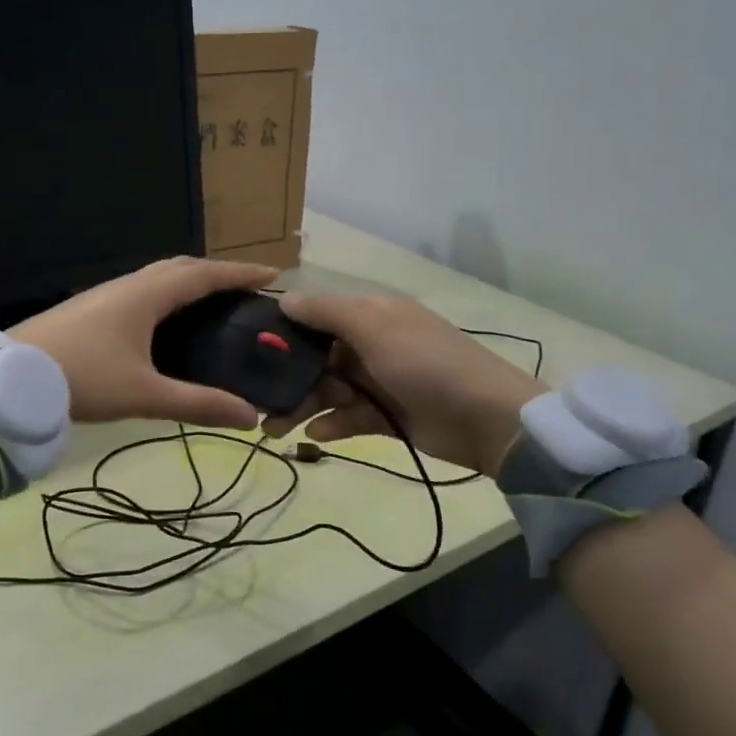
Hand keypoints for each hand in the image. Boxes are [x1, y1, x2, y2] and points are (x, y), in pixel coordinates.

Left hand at [12, 257, 277, 428]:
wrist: (11, 379)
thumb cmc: (83, 379)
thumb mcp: (144, 394)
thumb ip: (197, 404)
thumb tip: (249, 416)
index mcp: (146, 296)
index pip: (203, 275)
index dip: (239, 274)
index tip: (272, 274)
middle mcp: (127, 286)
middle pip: (180, 268)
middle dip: (215, 274)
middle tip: (243, 291)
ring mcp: (104, 294)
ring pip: (155, 277)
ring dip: (187, 282)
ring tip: (210, 304)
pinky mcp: (88, 309)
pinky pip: (139, 290)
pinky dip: (164, 295)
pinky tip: (162, 322)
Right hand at [262, 293, 545, 474]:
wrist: (486, 419)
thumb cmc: (426, 364)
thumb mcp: (375, 328)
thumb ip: (327, 313)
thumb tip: (284, 299)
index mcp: (371, 315)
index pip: (317, 316)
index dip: (284, 331)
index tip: (248, 349)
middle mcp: (372, 344)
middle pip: (317, 357)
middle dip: (287, 377)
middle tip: (255, 401)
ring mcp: (380, 381)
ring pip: (328, 390)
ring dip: (301, 405)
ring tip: (273, 429)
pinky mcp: (387, 416)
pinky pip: (349, 417)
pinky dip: (332, 424)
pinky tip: (315, 436)